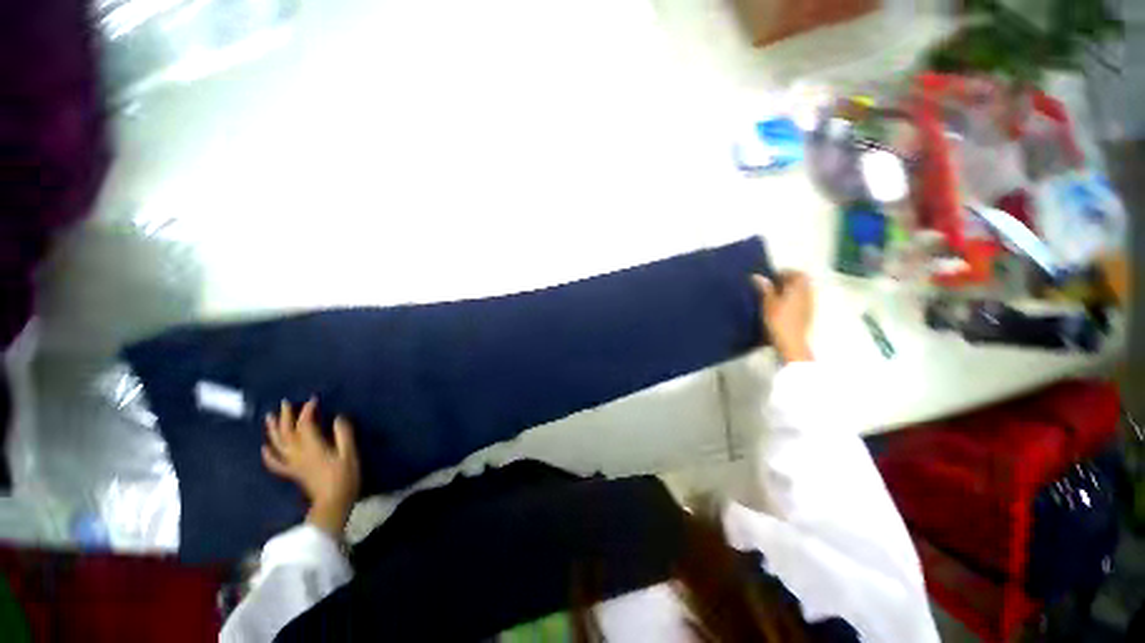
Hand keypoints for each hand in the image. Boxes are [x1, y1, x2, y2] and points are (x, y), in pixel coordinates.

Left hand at [263, 399, 360, 537]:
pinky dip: (268, 454)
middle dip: (286, 416)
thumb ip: (343, 434)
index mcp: (312, 446)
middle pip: (287, 432)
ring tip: (270, 417)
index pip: (305, 424)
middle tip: (285, 403)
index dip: (307, 410)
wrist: (333, 502)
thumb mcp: (349, 453)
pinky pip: (275, 462)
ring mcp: (293, 463)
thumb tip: (337, 418)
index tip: (313, 399)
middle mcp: (298, 453)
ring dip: (273, 430)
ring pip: (278, 444)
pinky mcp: (292, 472)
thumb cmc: (344, 476)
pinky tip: (265, 447)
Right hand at [752, 271, 812, 362]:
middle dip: (789, 281)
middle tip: (773, 286)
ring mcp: (810, 305)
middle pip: (802, 282)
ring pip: (802, 291)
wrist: (792, 343)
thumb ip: (765, 288)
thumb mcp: (768, 303)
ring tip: (776, 297)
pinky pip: (802, 301)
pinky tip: (782, 307)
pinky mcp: (808, 315)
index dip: (785, 272)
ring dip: (791, 290)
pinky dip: (793, 299)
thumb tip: (757, 276)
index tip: (772, 277)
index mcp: (799, 289)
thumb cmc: (779, 320)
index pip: (797, 273)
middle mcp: (808, 294)